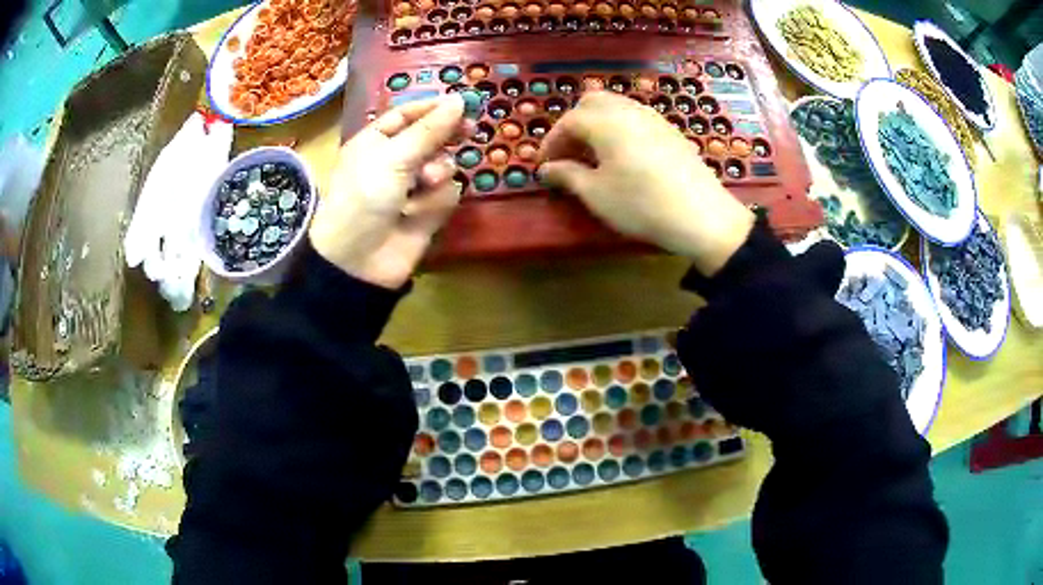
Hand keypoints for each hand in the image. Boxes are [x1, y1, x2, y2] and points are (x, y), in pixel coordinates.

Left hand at [310, 96, 468, 288]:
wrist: (358, 261)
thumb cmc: (364, 197)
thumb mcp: (394, 157)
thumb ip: (430, 130)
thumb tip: (459, 100)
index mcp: (375, 141)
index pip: (407, 115)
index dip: (432, 107)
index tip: (461, 102)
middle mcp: (394, 160)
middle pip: (430, 138)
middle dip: (445, 138)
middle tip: (468, 131)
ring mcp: (411, 186)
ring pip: (443, 166)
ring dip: (437, 173)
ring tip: (424, 184)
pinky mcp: (426, 211)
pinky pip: (446, 194)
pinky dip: (435, 201)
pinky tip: (418, 213)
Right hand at [538, 91, 754, 275]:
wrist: (702, 215)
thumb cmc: (641, 204)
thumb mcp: (596, 194)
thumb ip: (567, 175)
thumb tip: (546, 169)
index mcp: (605, 121)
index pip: (568, 122)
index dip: (551, 143)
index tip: (544, 167)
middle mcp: (629, 110)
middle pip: (592, 103)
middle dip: (574, 124)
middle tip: (569, 154)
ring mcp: (654, 118)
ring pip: (616, 107)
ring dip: (598, 125)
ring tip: (594, 156)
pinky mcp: (671, 131)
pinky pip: (636, 118)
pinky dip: (620, 129)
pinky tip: (624, 157)